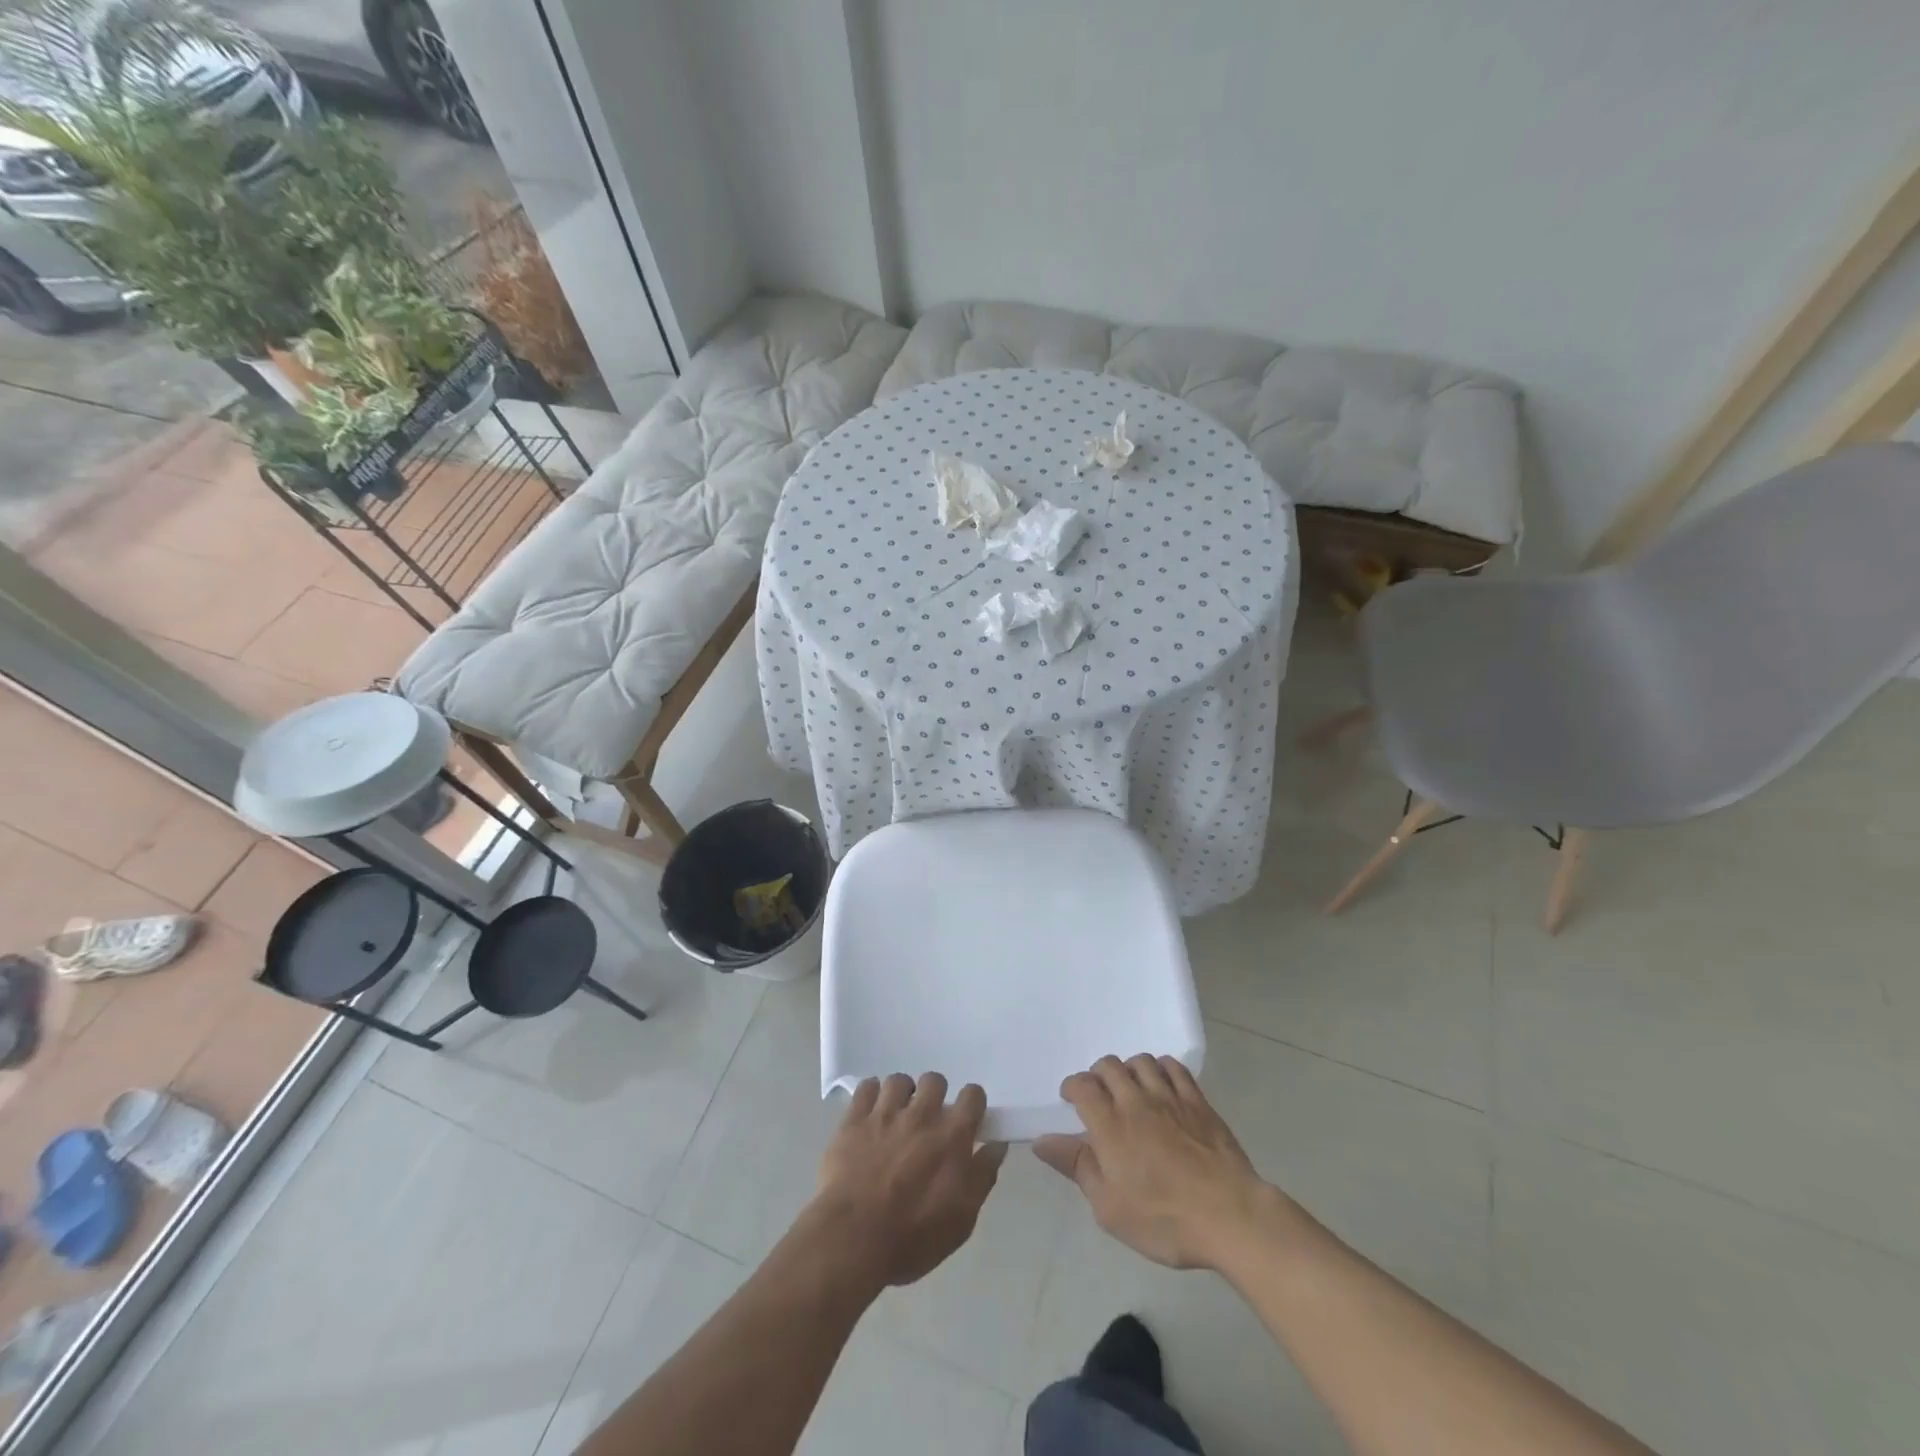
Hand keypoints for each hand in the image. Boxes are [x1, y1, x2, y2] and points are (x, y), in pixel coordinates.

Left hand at [807, 1073, 1007, 1291]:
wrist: (851, 1239)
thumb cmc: (912, 1238)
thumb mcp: (961, 1220)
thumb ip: (982, 1177)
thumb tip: (996, 1146)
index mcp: (952, 1136)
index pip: (972, 1095)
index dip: (972, 1104)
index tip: (967, 1120)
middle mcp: (922, 1114)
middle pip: (935, 1080)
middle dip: (935, 1096)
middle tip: (928, 1121)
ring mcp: (885, 1113)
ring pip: (899, 1080)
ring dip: (902, 1095)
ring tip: (897, 1117)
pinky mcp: (854, 1118)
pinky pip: (866, 1087)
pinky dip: (871, 1095)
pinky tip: (871, 1114)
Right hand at [1035, 1054, 1276, 1269]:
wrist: (1230, 1216)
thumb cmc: (1164, 1219)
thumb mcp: (1109, 1207)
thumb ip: (1076, 1167)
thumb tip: (1042, 1141)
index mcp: (1110, 1124)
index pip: (1082, 1086)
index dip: (1072, 1087)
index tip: (1070, 1099)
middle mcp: (1136, 1100)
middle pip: (1109, 1066)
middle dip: (1097, 1074)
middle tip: (1099, 1095)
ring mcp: (1170, 1097)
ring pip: (1141, 1062)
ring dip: (1128, 1069)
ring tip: (1129, 1088)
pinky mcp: (1198, 1101)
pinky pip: (1174, 1067)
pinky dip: (1161, 1068)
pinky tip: (1161, 1084)